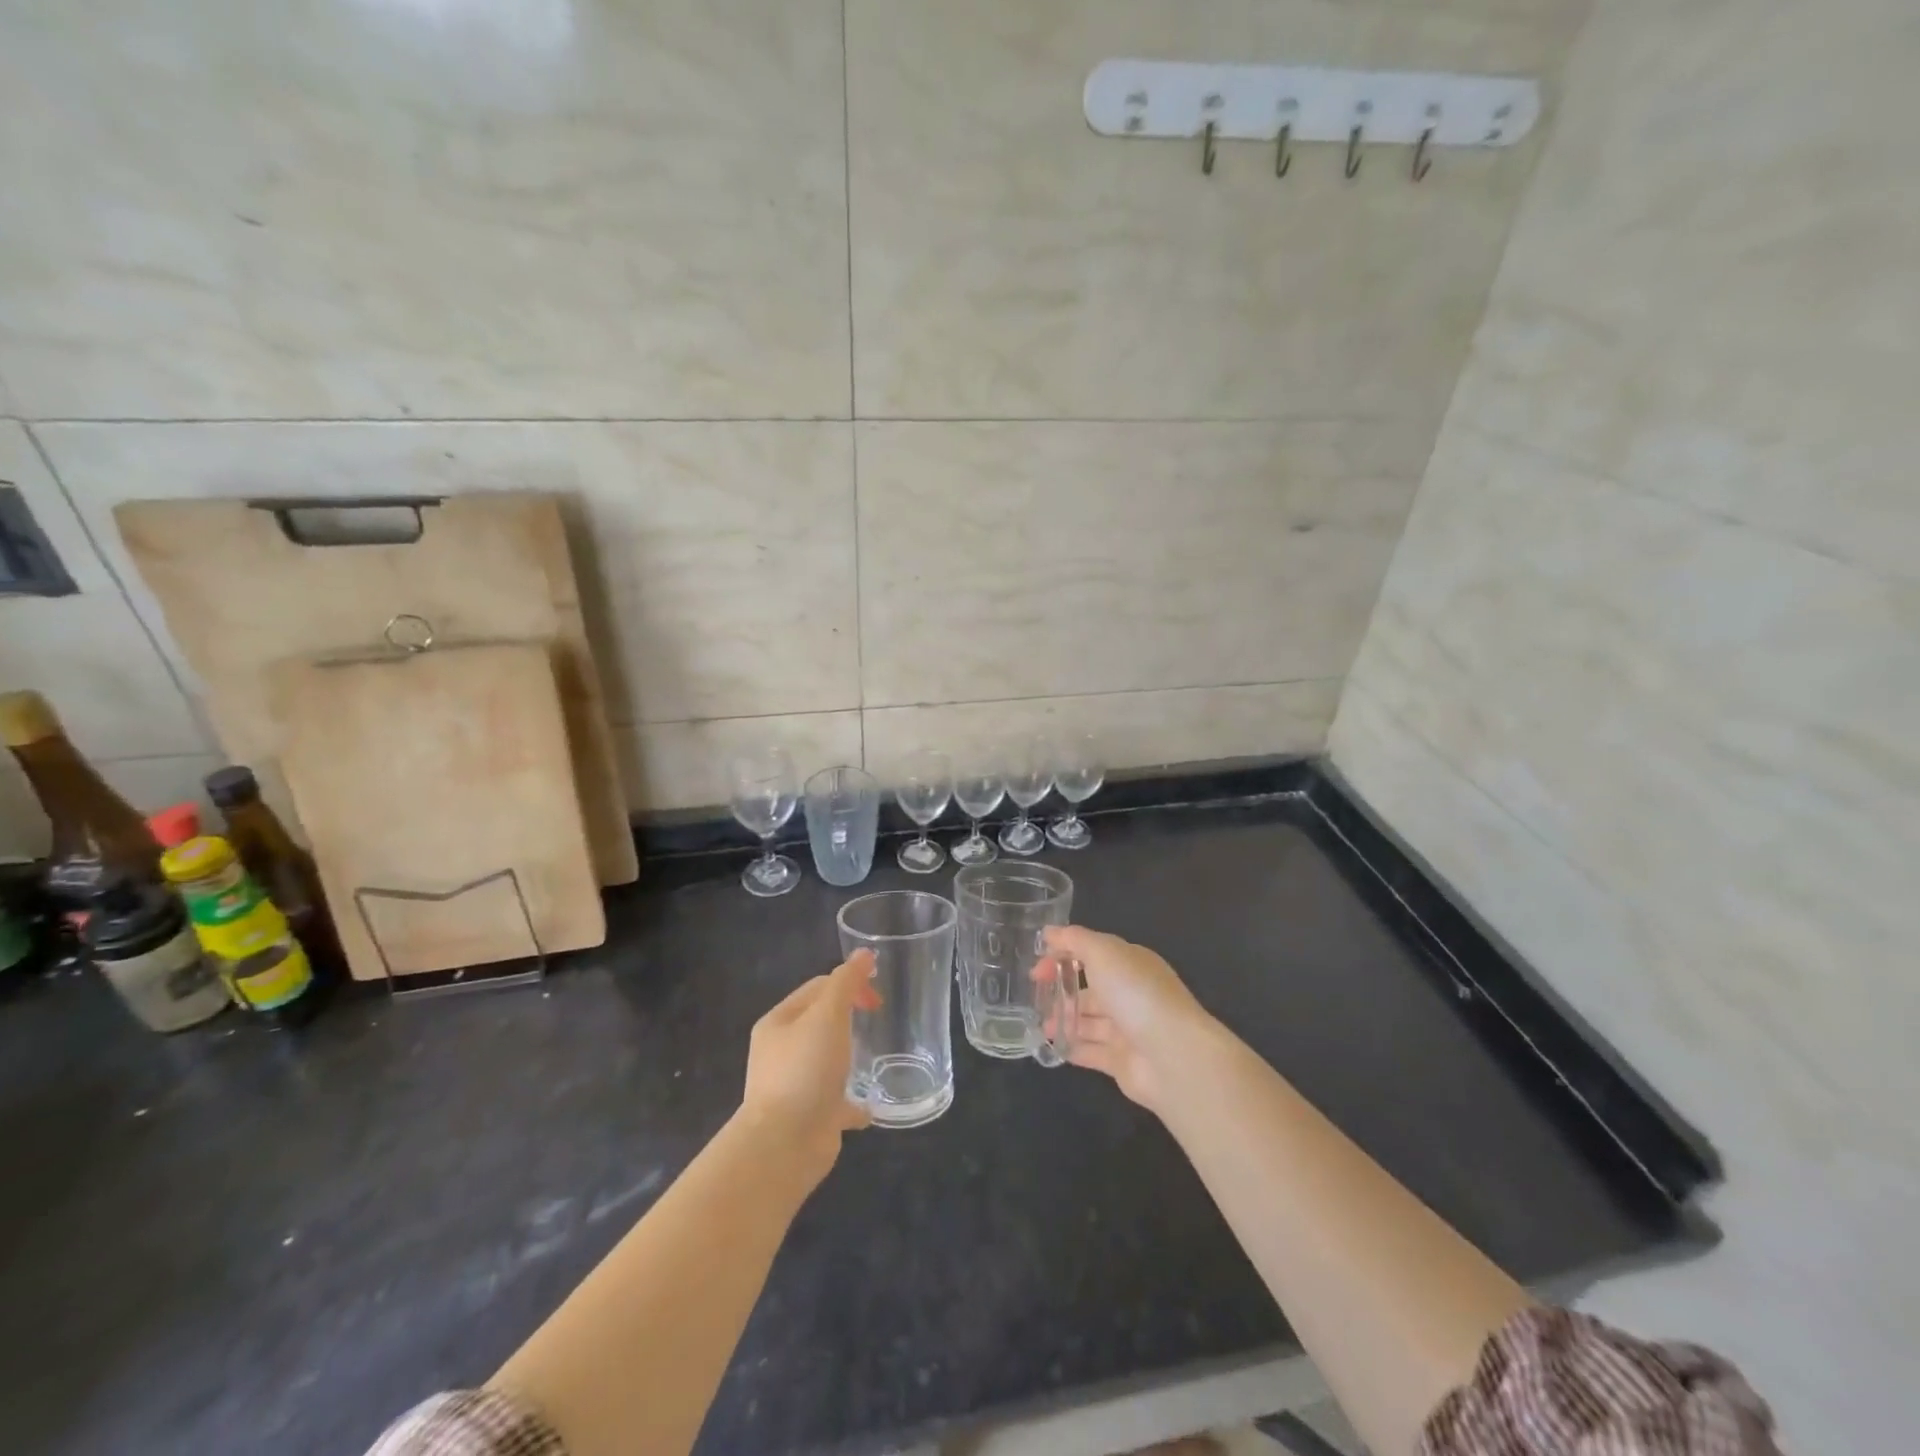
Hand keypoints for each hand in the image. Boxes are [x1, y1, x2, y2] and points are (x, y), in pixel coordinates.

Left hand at [740, 951, 880, 1178]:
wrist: (785, 1144)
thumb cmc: (805, 1069)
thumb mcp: (828, 1015)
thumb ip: (847, 982)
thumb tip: (864, 953)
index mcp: (779, 1023)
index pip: (817, 989)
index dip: (849, 985)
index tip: (877, 999)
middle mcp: (781, 1052)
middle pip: (820, 1023)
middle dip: (848, 1018)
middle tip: (877, 1020)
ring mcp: (793, 1087)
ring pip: (826, 1062)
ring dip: (849, 1059)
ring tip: (875, 1058)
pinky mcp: (808, 1118)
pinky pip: (835, 1103)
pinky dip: (853, 1102)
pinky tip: (872, 1105)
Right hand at [1042, 925, 1211, 1112]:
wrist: (1172, 1055)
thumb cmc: (1136, 994)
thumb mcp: (1103, 952)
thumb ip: (1074, 940)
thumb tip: (1049, 932)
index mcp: (1130, 963)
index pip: (1092, 953)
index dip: (1062, 955)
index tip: (1036, 969)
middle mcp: (1130, 993)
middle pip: (1090, 988)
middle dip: (1062, 990)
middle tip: (1035, 997)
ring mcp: (1127, 1029)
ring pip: (1089, 1021)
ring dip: (1064, 1020)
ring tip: (1041, 1026)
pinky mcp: (1122, 1061)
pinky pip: (1091, 1051)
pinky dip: (1071, 1047)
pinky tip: (1051, 1046)